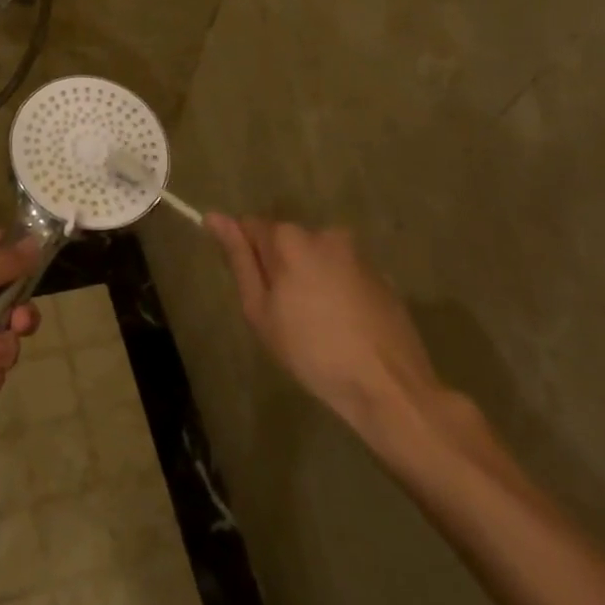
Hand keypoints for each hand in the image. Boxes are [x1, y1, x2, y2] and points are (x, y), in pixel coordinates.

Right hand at [206, 215, 449, 448]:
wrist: (389, 387)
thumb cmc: (312, 351)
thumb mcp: (260, 310)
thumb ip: (239, 259)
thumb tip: (215, 217)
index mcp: (290, 238)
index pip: (250, 226)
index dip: (245, 255)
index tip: (251, 288)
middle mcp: (325, 233)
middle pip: (285, 240)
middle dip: (278, 267)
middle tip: (280, 314)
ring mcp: (358, 253)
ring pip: (315, 257)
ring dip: (307, 278)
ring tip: (314, 324)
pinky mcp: (382, 276)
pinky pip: (343, 273)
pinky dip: (335, 290)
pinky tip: (341, 327)